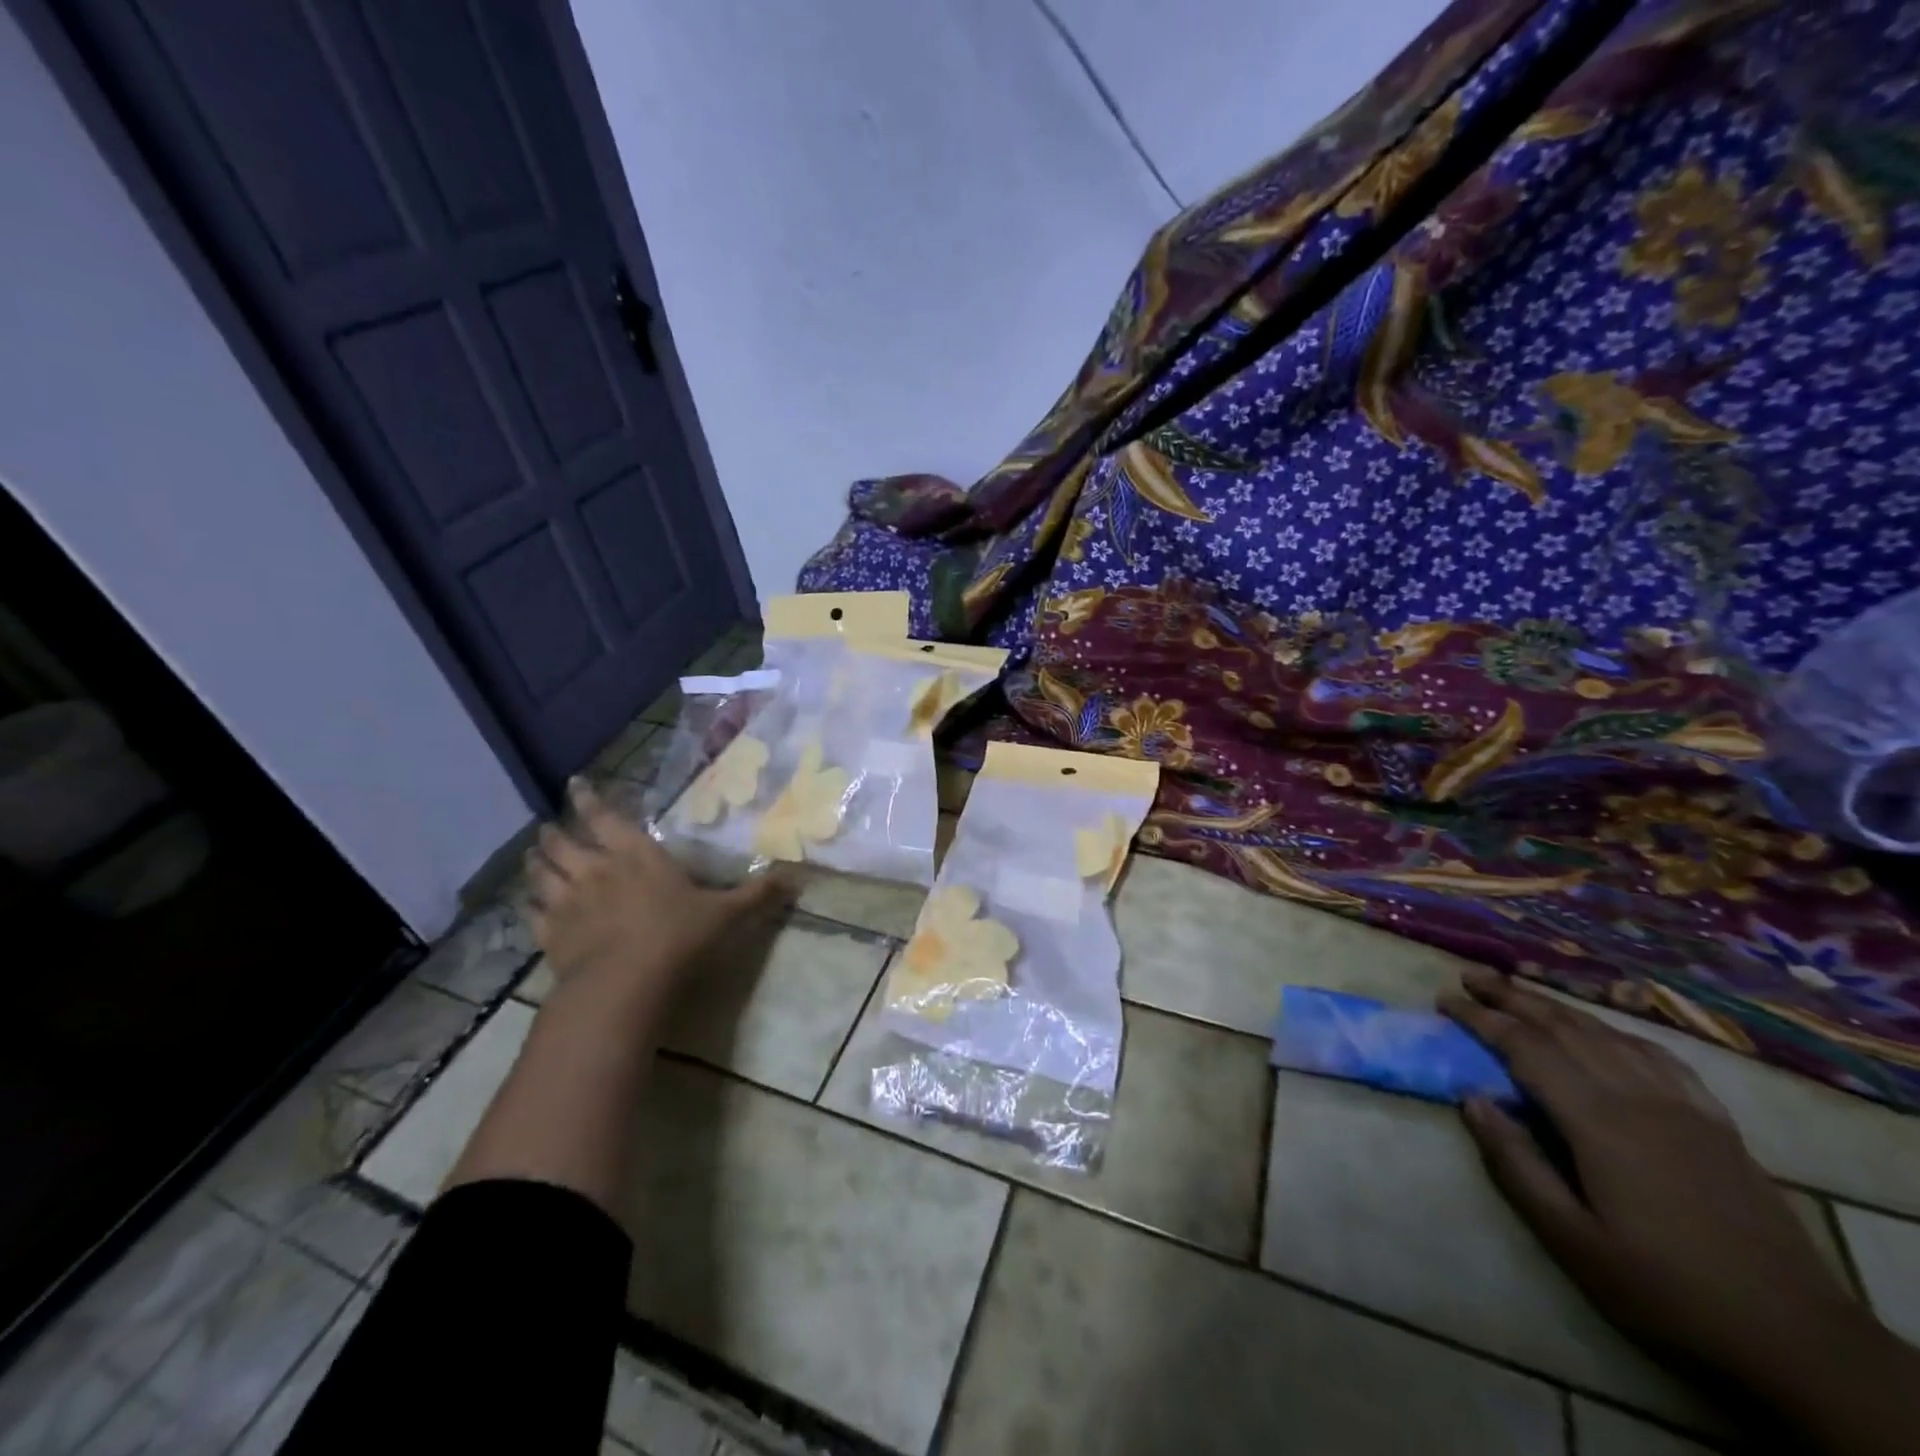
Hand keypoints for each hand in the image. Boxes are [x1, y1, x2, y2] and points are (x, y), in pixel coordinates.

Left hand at [524, 779, 786, 1009]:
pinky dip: (529, 906)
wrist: (625, 984)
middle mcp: (596, 870)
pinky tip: (529, 906)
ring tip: (532, 855)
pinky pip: (532, 914)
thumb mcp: (726, 914)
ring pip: (541, 873)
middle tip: (549, 827)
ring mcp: (567, 903)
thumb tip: (797, 876)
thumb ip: (757, 894)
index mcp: (636, 855)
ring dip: (535, 862)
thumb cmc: (678, 937)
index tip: (574, 784)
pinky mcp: (550, 936)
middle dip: (556, 831)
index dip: (588, 798)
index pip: (605, 817)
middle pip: (563, 842)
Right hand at [1438, 969, 1864, 1395]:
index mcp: (1598, 1121)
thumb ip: (1516, 1164)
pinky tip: (1606, 1034)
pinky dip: (1618, 1033)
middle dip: (1512, 997)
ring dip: (1557, 1007)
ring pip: (1608, 1035)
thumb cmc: (1665, 1289)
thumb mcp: (1572, 1239)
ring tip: (1521, 991)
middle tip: (1470, 976)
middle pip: (1564, 1027)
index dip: (1480, 1018)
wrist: (1797, 1339)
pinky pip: (1660, 1058)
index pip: (1525, 1048)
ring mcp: (1684, 1107)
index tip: (1444, 1000)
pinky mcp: (1716, 1124)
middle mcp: (1638, 1097)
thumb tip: (1472, 1098)